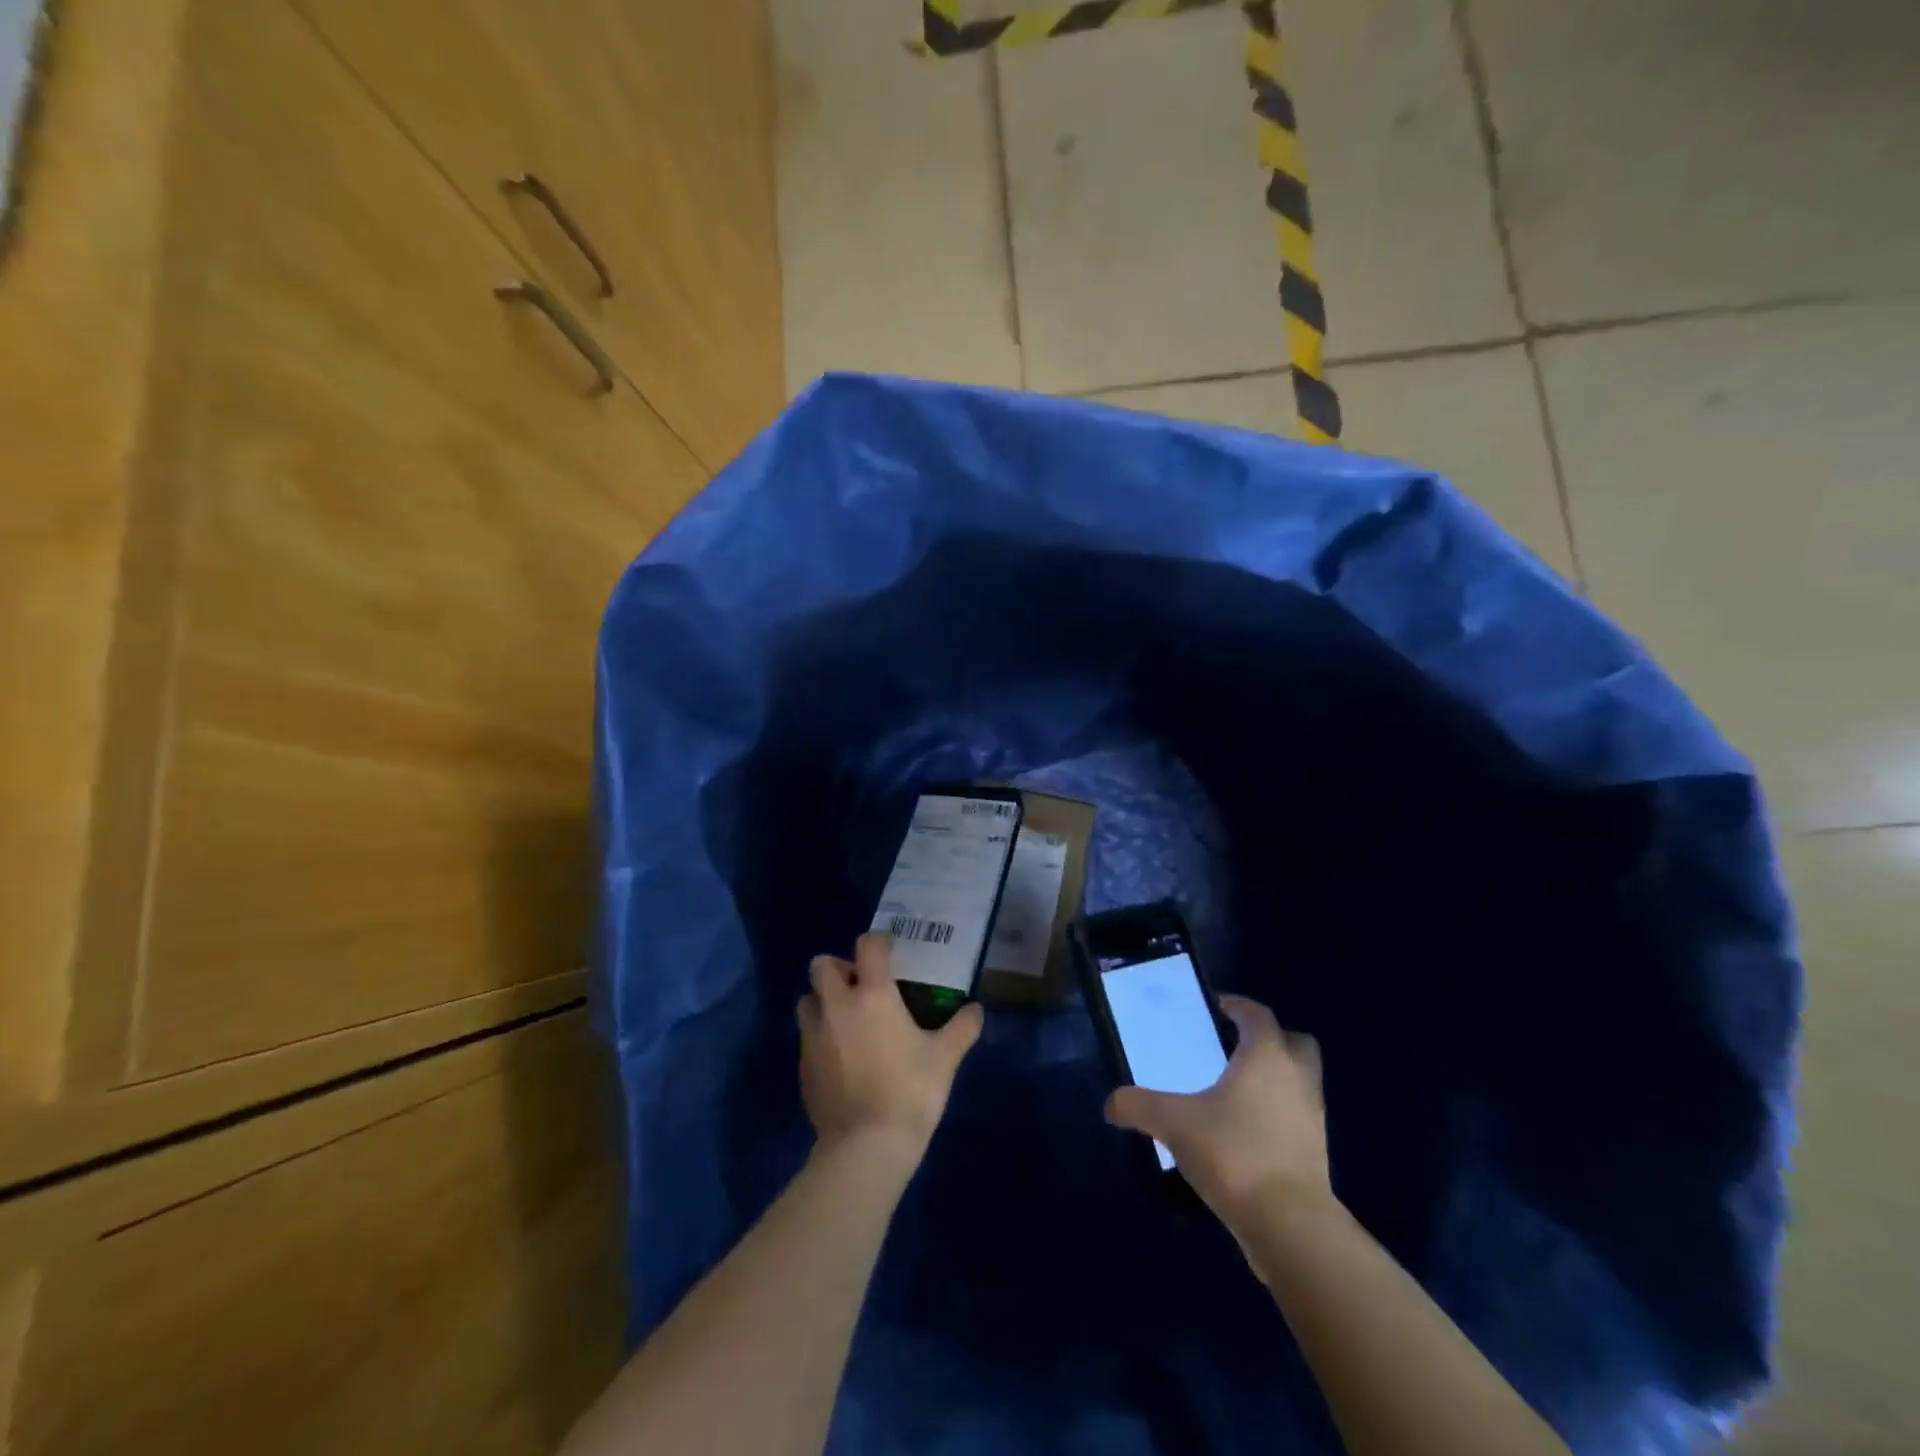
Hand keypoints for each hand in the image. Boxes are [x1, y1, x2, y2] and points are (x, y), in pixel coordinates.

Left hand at [798, 933, 983, 1166]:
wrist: (865, 1147)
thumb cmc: (909, 1092)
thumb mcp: (945, 1059)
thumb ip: (962, 1028)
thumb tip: (976, 1010)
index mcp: (872, 994)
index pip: (868, 946)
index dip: (879, 943)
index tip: (891, 953)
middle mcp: (836, 1006)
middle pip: (821, 965)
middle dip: (838, 968)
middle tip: (861, 987)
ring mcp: (813, 1036)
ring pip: (807, 1000)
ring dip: (823, 1001)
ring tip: (847, 1021)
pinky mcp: (802, 1066)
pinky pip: (806, 1037)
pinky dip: (820, 1036)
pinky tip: (842, 1058)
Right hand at [1104, 994, 1330, 1232]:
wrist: (1289, 1225)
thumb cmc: (1233, 1153)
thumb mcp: (1173, 1123)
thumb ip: (1138, 1106)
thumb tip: (1111, 1104)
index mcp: (1266, 1056)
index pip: (1257, 1015)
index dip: (1237, 1006)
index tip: (1216, 1008)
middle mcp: (1296, 1077)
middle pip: (1295, 1041)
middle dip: (1270, 1038)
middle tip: (1235, 1046)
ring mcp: (1312, 1116)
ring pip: (1300, 1080)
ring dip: (1276, 1077)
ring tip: (1236, 1090)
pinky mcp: (1316, 1153)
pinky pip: (1297, 1116)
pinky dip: (1278, 1113)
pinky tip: (1244, 1130)